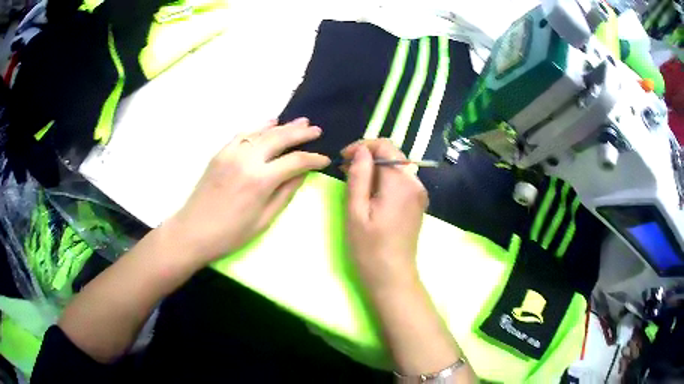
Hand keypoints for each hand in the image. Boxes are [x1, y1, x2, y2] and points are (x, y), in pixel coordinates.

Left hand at [165, 118, 329, 268]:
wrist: (193, 231)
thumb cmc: (230, 233)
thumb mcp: (264, 220)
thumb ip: (285, 193)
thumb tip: (301, 174)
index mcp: (260, 180)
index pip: (295, 161)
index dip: (313, 159)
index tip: (324, 159)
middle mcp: (247, 159)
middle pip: (280, 138)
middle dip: (301, 133)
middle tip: (316, 130)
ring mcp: (231, 153)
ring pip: (262, 132)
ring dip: (282, 126)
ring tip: (299, 122)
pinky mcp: (220, 153)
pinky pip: (243, 134)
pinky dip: (259, 128)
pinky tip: (269, 124)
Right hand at [342, 139, 428, 291]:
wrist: (392, 276)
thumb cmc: (369, 247)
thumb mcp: (356, 211)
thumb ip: (359, 176)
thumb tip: (361, 150)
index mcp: (401, 182)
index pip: (385, 145)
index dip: (362, 146)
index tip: (343, 158)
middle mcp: (415, 182)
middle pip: (392, 154)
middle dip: (368, 156)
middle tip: (345, 169)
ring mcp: (419, 193)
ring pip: (396, 166)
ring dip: (375, 168)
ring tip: (354, 181)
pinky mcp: (418, 203)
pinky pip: (401, 180)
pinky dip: (384, 179)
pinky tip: (370, 192)